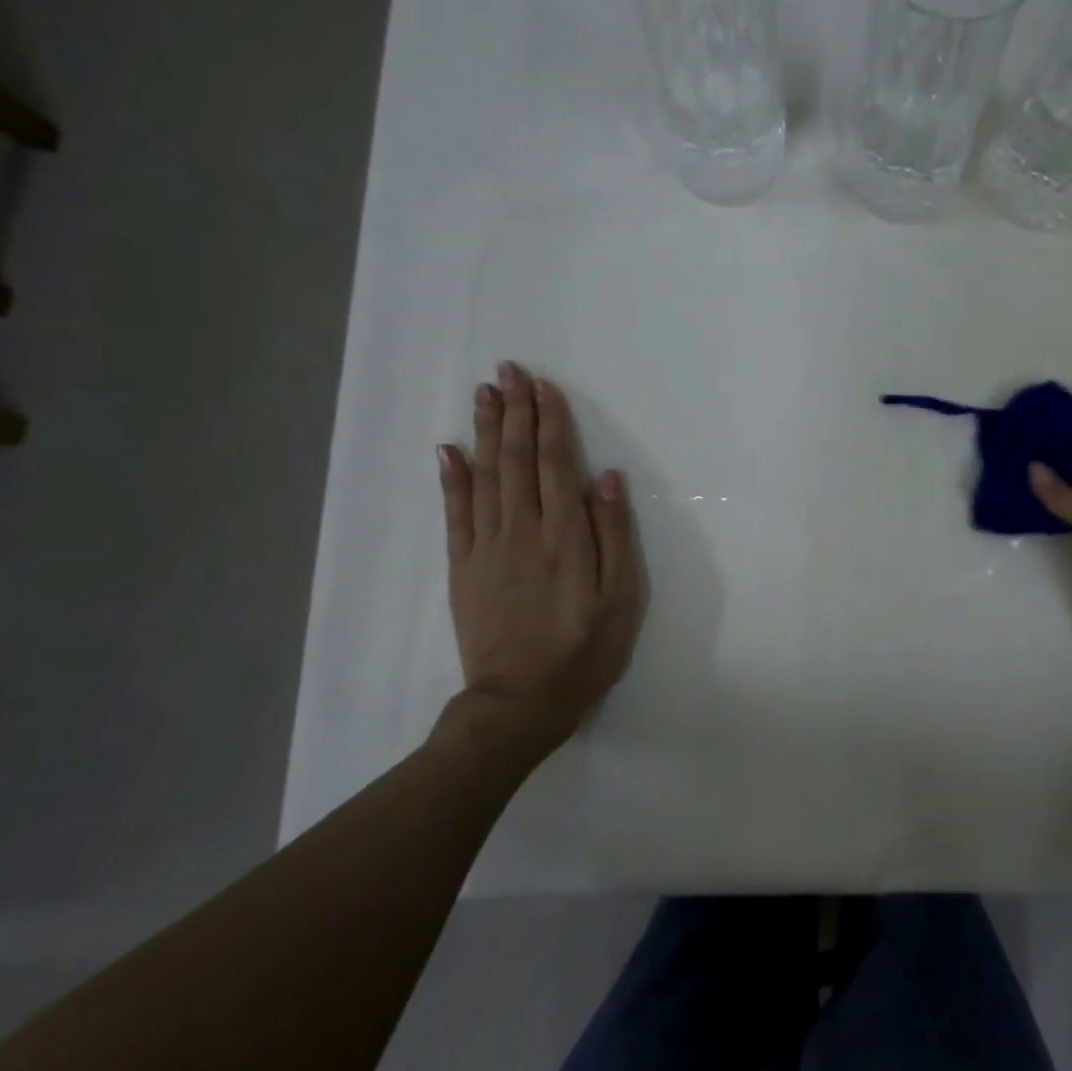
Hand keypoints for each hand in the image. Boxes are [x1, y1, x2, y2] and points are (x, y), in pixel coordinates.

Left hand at [438, 363, 645, 759]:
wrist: (521, 700)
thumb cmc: (585, 649)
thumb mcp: (622, 598)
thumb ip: (615, 535)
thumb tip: (608, 478)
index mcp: (565, 536)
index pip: (556, 464)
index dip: (550, 422)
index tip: (544, 386)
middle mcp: (522, 530)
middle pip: (517, 460)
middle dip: (515, 412)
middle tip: (509, 371)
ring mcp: (486, 547)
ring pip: (484, 476)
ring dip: (485, 431)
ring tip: (484, 393)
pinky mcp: (463, 567)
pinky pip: (455, 513)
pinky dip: (451, 478)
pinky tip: (449, 450)